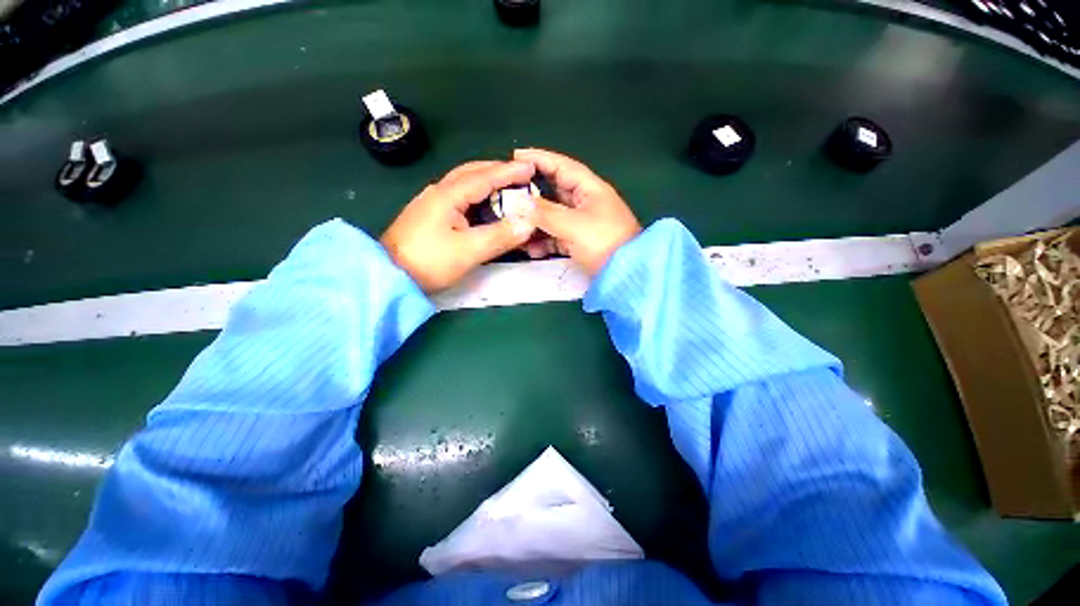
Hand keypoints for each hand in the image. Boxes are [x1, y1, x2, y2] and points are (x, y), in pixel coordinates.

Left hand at [381, 161, 537, 291]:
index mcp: (448, 195)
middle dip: (498, 172)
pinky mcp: (431, 216)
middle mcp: (439, 192)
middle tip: (521, 176)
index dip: (510, 171)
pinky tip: (486, 207)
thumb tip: (529, 223)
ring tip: (508, 189)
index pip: (484, 176)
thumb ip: (500, 236)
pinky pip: (461, 199)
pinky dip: (479, 198)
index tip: (531, 168)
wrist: (389, 276)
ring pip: (465, 185)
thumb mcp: (468, 251)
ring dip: (488, 183)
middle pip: (472, 173)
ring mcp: (433, 203)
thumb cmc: (429, 262)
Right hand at [514, 148, 640, 276]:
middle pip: (553, 193)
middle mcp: (585, 203)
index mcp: (590, 189)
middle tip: (508, 197)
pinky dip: (543, 241)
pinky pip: (555, 236)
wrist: (626, 275)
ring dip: (534, 223)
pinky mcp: (578, 242)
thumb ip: (545, 213)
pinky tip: (531, 250)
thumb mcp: (574, 225)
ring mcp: (581, 224)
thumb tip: (518, 202)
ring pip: (552, 217)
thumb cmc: (604, 242)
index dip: (540, 159)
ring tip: (515, 229)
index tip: (516, 155)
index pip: (562, 166)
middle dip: (531, 195)